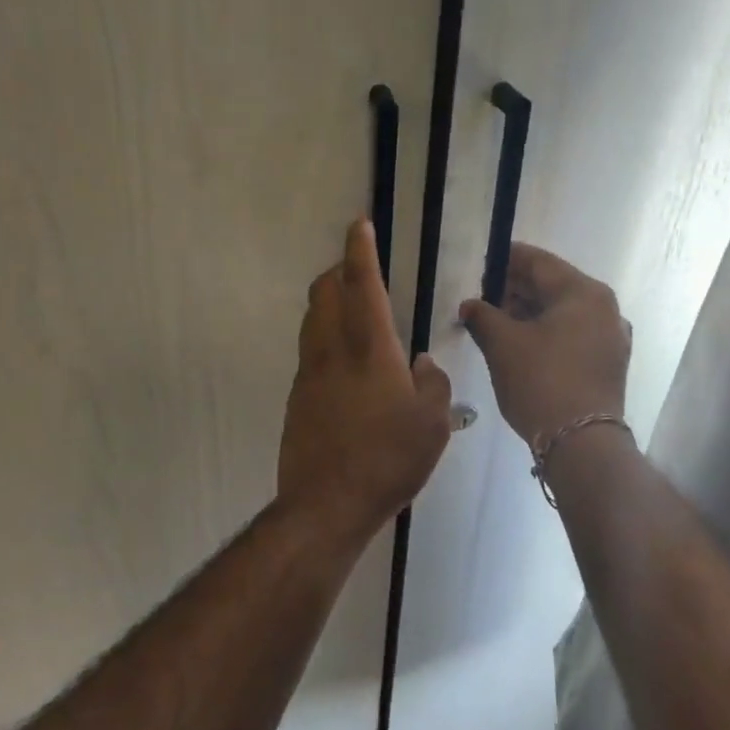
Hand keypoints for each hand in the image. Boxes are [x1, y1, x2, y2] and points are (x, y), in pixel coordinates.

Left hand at [278, 220, 452, 532]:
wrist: (326, 504)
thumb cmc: (388, 460)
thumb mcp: (432, 423)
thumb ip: (432, 383)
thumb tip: (422, 363)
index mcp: (369, 350)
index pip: (362, 285)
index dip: (360, 252)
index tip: (358, 225)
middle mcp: (332, 352)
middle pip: (324, 294)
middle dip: (338, 272)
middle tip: (358, 272)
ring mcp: (308, 375)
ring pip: (312, 322)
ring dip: (328, 304)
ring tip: (352, 313)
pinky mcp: (297, 400)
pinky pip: (310, 354)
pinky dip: (325, 341)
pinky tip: (346, 366)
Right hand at [459, 244, 629, 443]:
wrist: (581, 442)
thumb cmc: (540, 381)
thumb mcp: (502, 344)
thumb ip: (483, 316)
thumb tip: (470, 305)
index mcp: (583, 292)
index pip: (538, 262)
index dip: (506, 261)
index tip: (481, 266)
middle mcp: (604, 308)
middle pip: (553, 286)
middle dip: (516, 290)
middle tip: (483, 298)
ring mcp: (611, 337)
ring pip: (563, 313)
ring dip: (530, 314)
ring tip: (496, 323)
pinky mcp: (608, 364)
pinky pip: (573, 335)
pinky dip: (547, 333)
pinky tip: (521, 346)